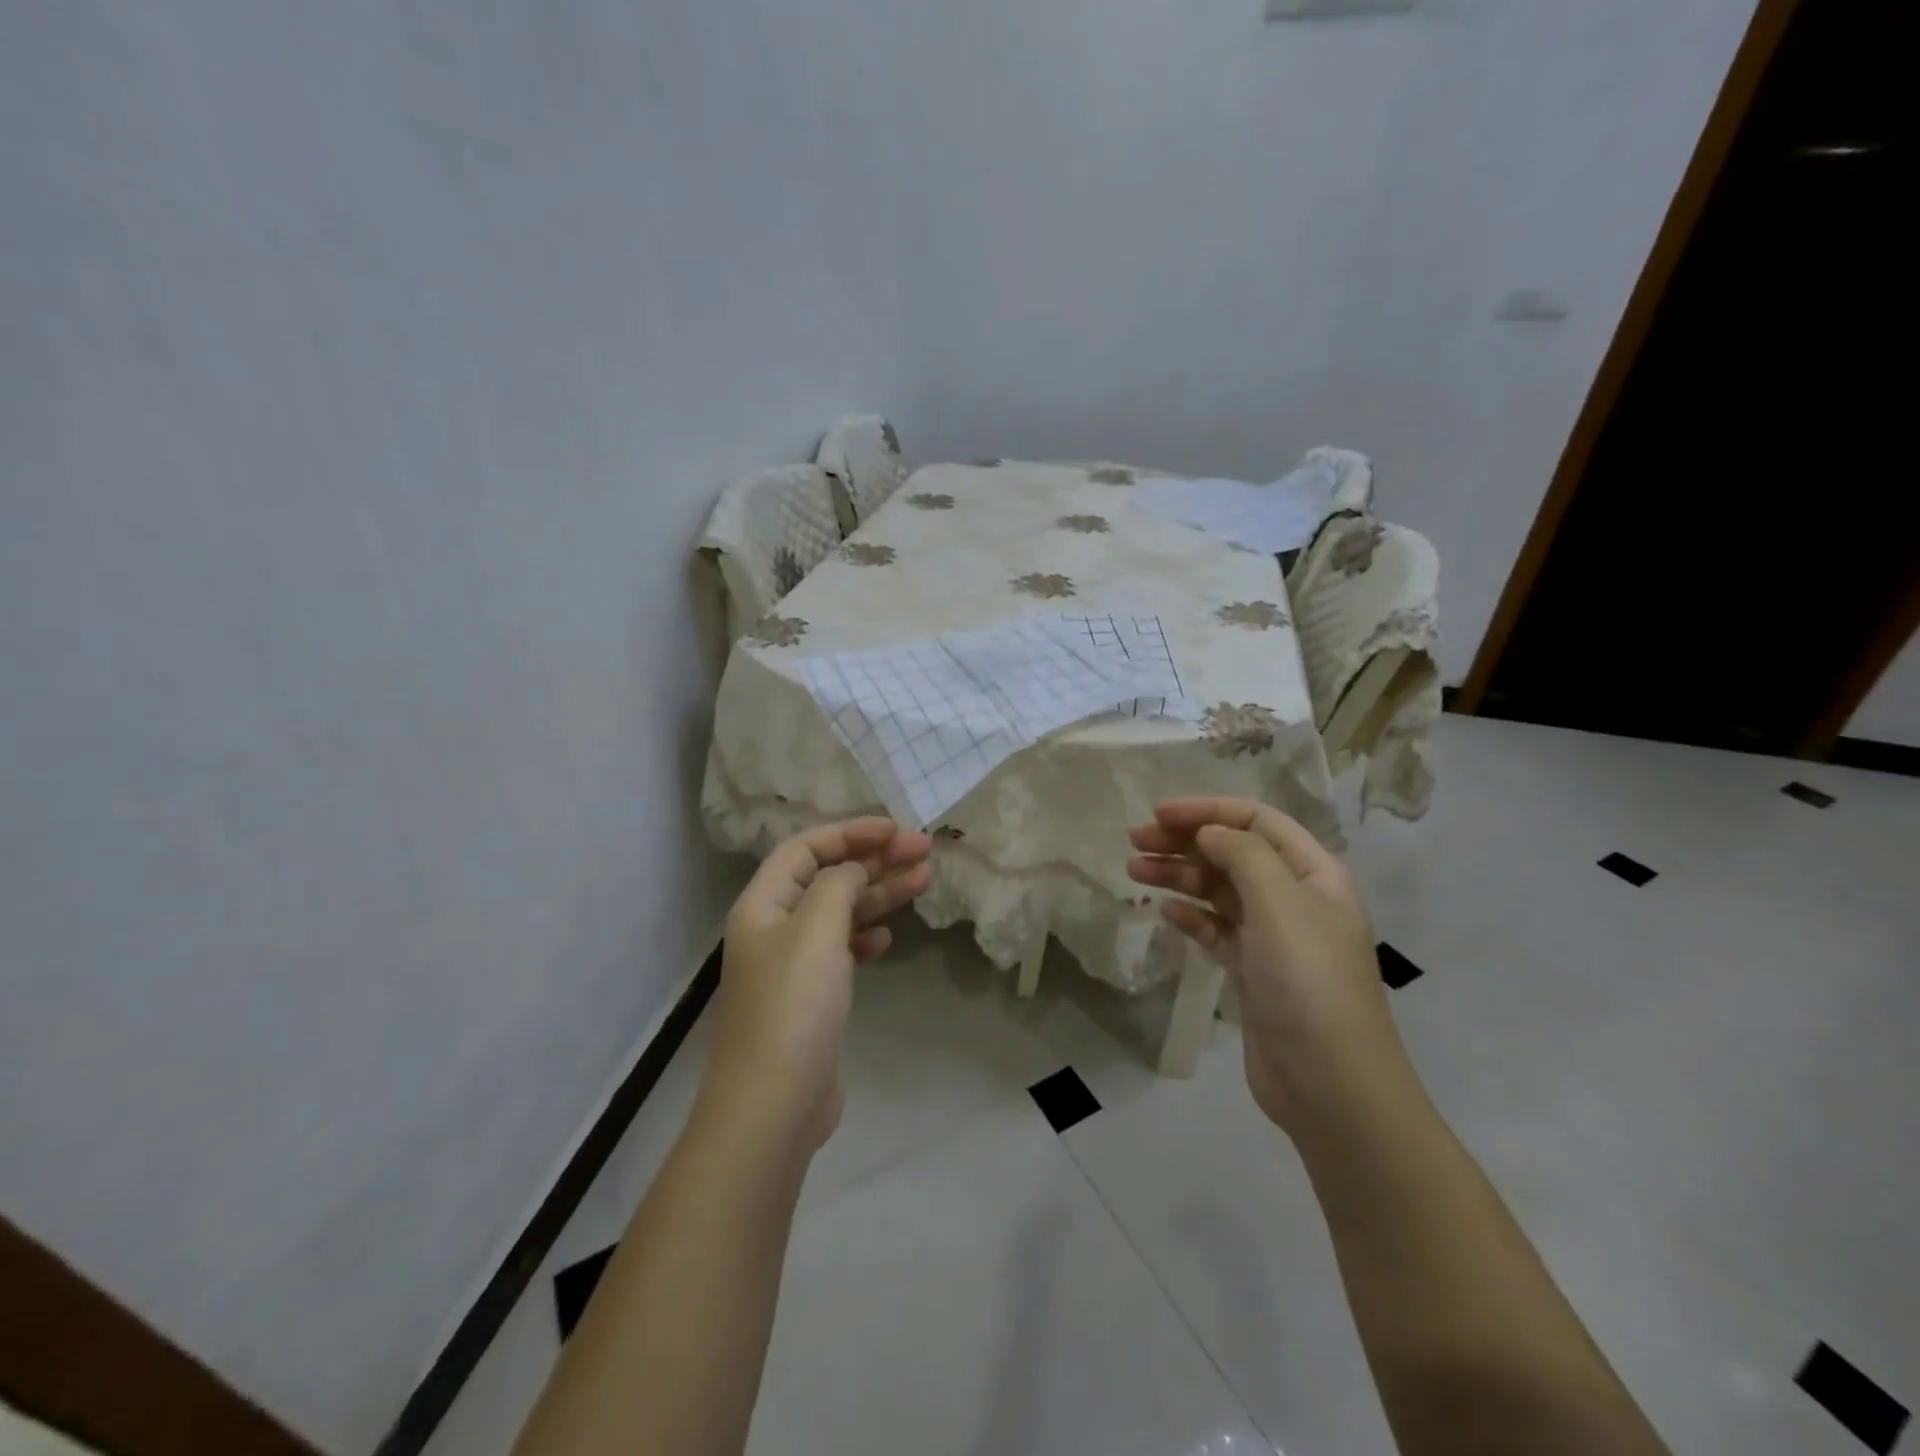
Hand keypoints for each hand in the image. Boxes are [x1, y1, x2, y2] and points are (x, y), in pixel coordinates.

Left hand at [708, 818, 931, 1150]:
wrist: (773, 1105)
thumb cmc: (793, 1005)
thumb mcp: (816, 930)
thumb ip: (839, 885)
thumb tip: (854, 870)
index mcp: (764, 904)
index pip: (806, 848)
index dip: (850, 833)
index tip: (896, 830)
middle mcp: (774, 927)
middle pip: (827, 877)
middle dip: (874, 860)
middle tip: (924, 851)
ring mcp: (792, 964)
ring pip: (840, 912)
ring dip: (878, 894)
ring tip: (924, 881)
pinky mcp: (811, 997)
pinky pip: (841, 950)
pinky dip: (865, 936)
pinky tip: (887, 937)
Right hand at [1127, 797, 1405, 1132]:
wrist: (1331, 1086)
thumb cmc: (1308, 982)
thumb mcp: (1279, 903)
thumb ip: (1242, 855)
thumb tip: (1209, 831)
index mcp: (1313, 873)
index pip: (1256, 820)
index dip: (1207, 810)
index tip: (1158, 814)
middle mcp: (1295, 897)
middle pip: (1233, 852)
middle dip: (1184, 841)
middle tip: (1134, 841)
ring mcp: (1274, 936)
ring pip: (1220, 890)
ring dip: (1179, 875)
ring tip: (1134, 871)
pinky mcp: (1254, 971)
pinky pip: (1217, 929)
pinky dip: (1191, 915)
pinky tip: (1165, 911)